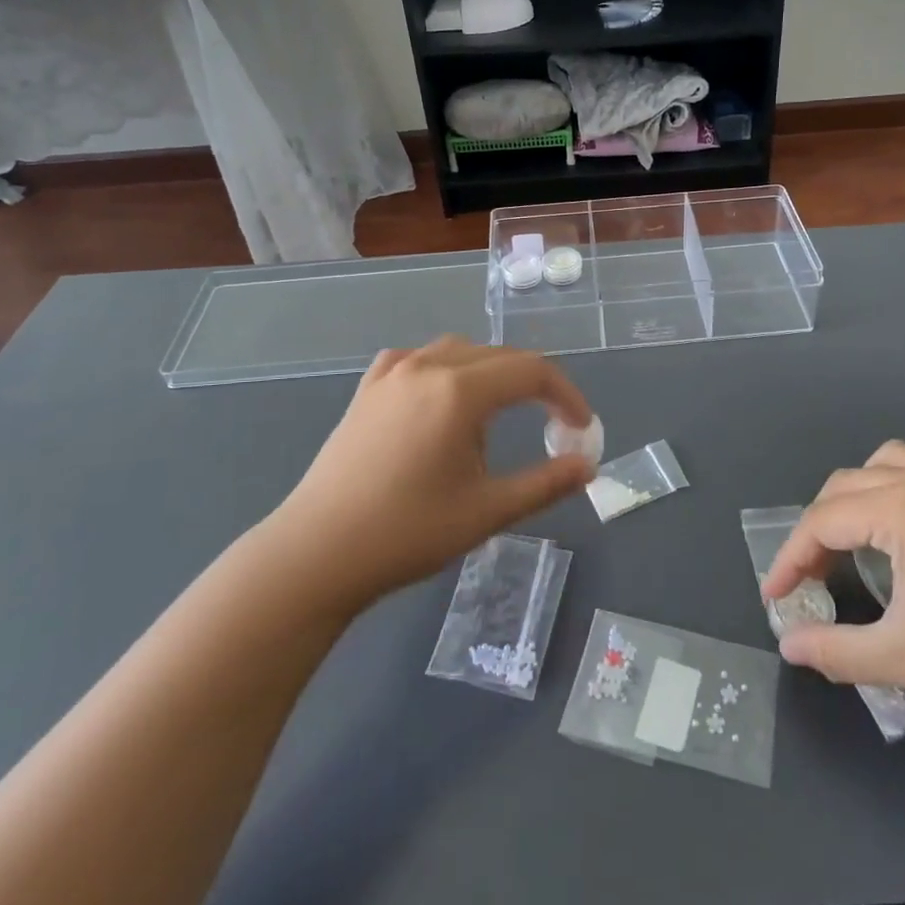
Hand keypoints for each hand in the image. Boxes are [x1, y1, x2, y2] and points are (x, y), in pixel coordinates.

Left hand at [266, 338, 595, 614]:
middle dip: (533, 385)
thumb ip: (545, 484)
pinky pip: (416, 360)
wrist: (318, 552)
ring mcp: (392, 374)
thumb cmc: (408, 532)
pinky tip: (440, 397)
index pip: (532, 371)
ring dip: (489, 374)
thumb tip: (587, 466)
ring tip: (498, 415)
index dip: (566, 395)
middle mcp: (427, 366)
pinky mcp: (367, 389)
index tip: (581, 427)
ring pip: (458, 351)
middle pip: (498, 356)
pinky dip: (443, 369)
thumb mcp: (488, 511)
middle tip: (551, 424)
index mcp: (460, 390)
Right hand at [760, 441, 904, 734]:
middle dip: (817, 529)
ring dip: (854, 498)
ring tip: (850, 545)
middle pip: (845, 486)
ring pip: (883, 466)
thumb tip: (788, 646)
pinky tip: (902, 544)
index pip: (823, 520)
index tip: (776, 598)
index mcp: (903, 507)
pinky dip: (890, 496)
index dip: (791, 559)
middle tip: (810, 579)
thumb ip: (837, 650)